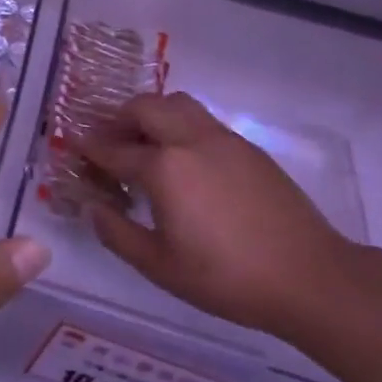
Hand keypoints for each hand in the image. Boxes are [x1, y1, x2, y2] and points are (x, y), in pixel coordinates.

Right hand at [79, 92, 357, 338]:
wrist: (309, 276)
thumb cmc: (226, 278)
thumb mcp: (160, 266)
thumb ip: (117, 233)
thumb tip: (93, 208)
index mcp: (165, 168)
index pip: (114, 149)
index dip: (89, 148)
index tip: (72, 145)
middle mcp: (191, 141)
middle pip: (145, 107)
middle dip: (118, 118)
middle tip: (106, 141)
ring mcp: (224, 139)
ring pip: (178, 104)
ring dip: (151, 114)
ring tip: (142, 143)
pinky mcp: (248, 148)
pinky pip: (202, 120)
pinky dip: (179, 125)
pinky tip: (182, 160)